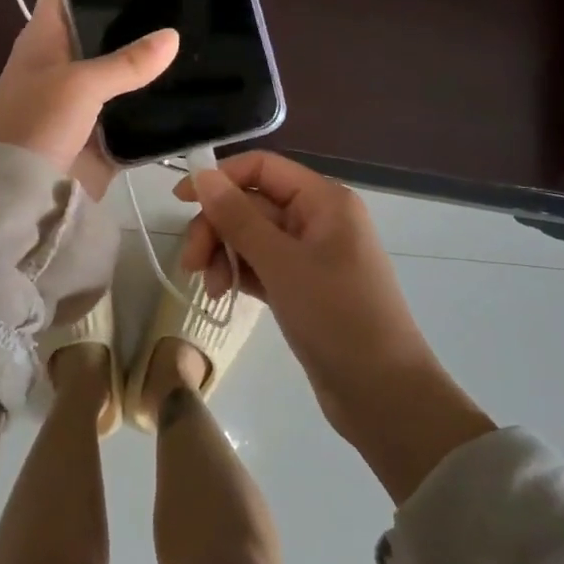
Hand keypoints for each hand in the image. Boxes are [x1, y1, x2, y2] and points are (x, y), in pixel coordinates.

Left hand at [0, 0, 177, 199]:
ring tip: (199, 36)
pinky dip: (155, 105)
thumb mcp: (79, 85)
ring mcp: (84, 99)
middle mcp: (64, 62)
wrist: (19, 198)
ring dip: (150, 63)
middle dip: (136, 18)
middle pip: (101, 30)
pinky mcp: (102, 132)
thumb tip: (172, 36)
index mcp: (45, 39)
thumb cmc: (36, 125)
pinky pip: (134, 112)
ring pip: (122, 71)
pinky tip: (193, 89)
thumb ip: (127, 62)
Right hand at [176, 152, 495, 500]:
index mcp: (324, 200)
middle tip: (191, 264)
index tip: (179, 201)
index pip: (262, 168)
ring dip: (224, 254)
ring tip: (211, 290)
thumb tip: (202, 175)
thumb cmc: (337, 317)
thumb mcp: (281, 263)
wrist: (384, 395)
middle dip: (217, 228)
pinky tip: (224, 295)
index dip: (220, 178)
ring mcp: (311, 254)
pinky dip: (240, 273)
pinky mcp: (303, 286)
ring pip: (252, 236)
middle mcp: (318, 218)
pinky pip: (262, 264)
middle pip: (252, 203)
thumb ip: (238, 216)